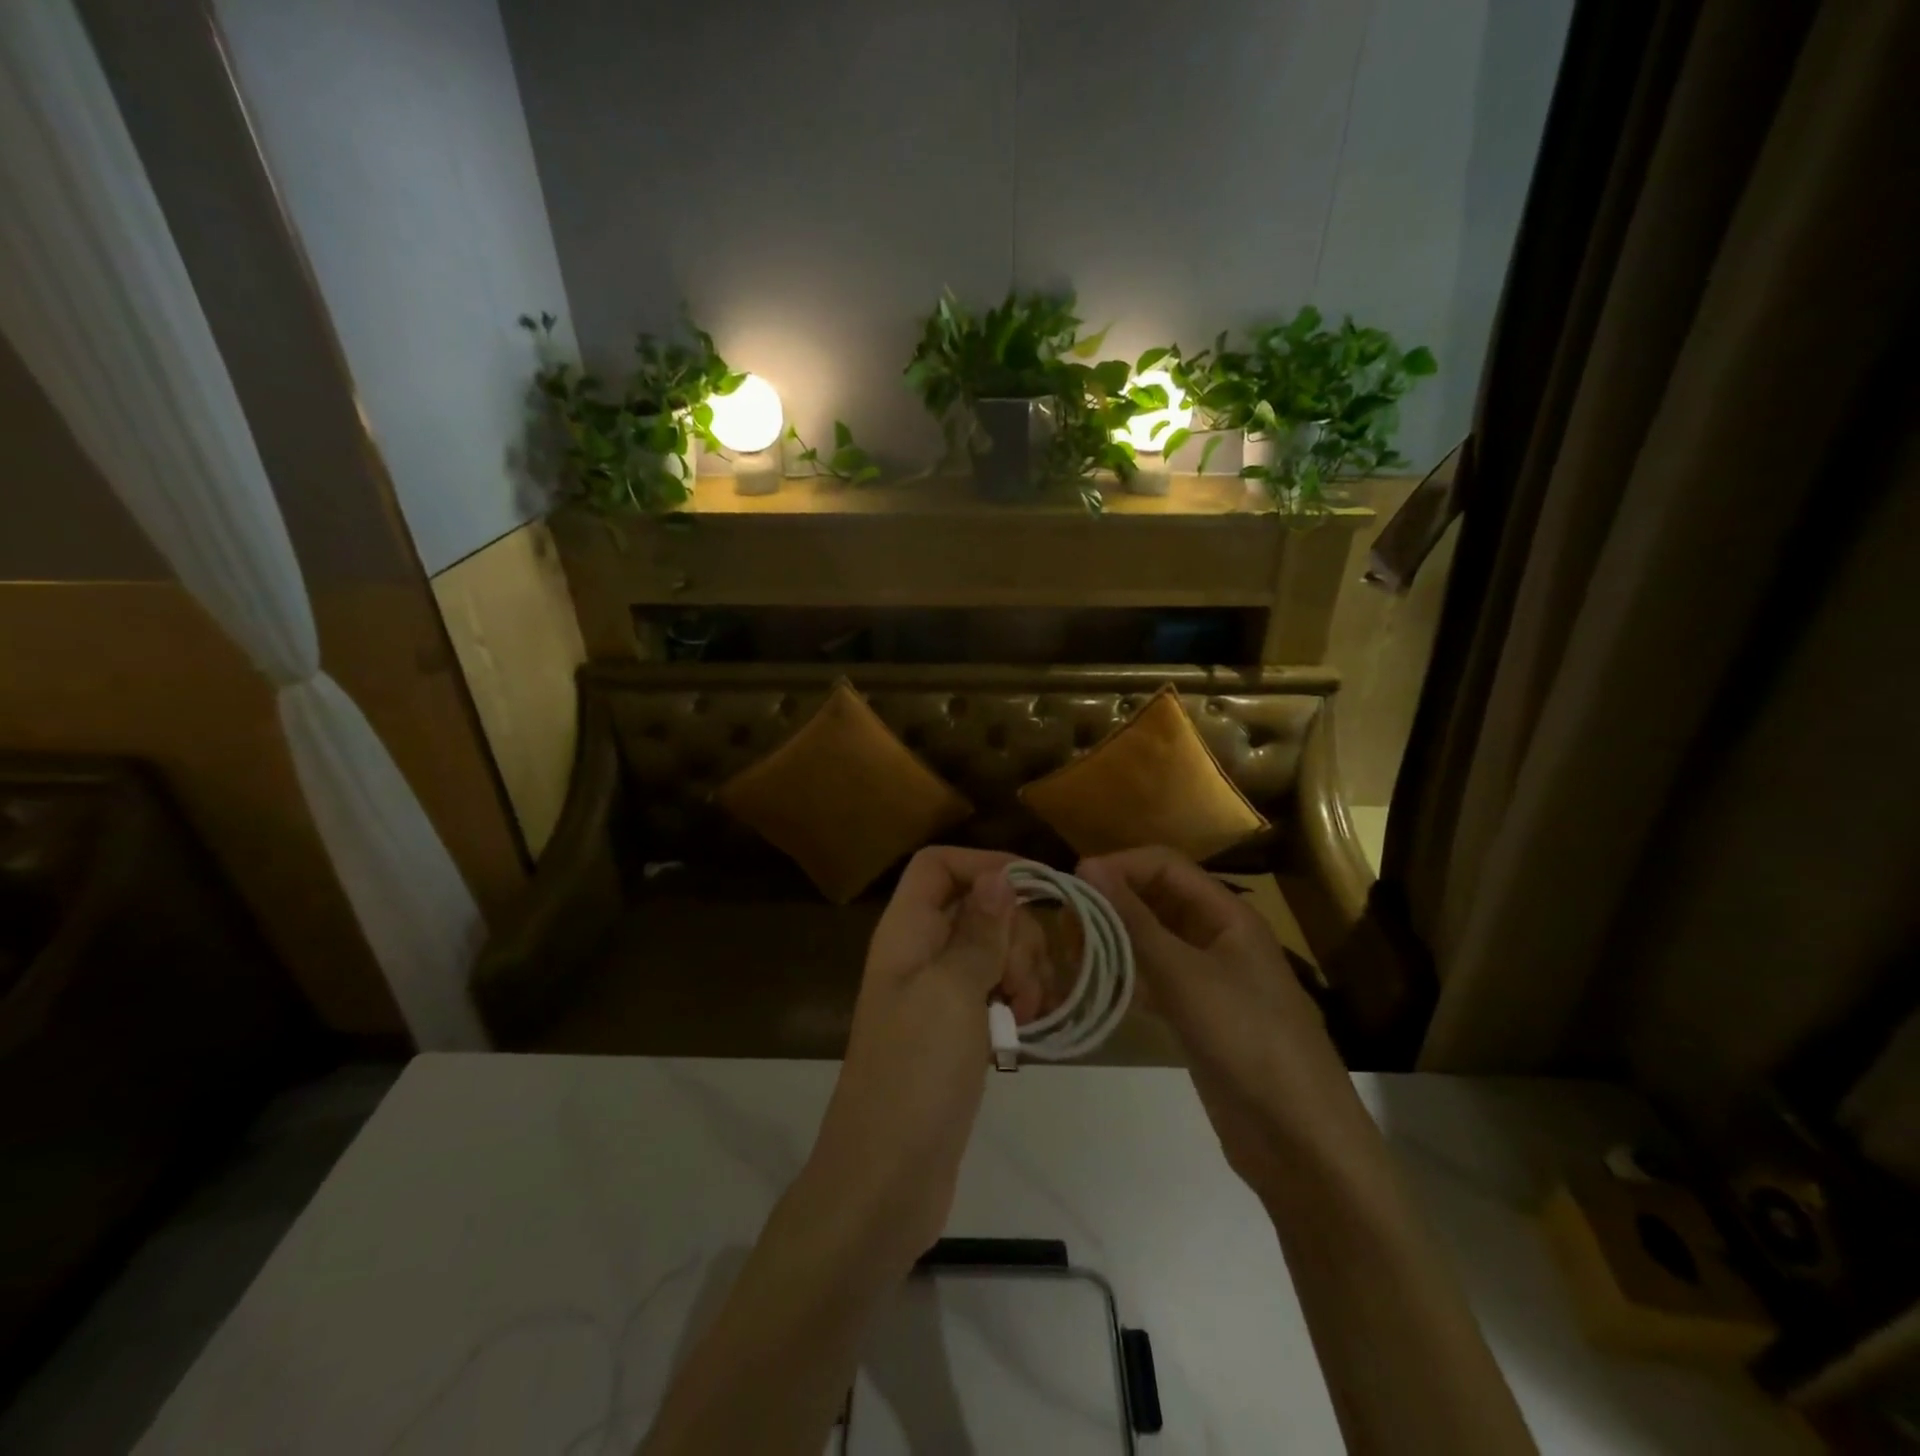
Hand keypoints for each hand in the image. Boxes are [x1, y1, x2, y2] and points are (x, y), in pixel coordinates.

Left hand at [807, 848, 1046, 1257]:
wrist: (886, 1180)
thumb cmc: (915, 1075)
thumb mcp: (951, 992)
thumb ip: (978, 931)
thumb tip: (999, 875)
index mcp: (905, 932)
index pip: (939, 866)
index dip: (985, 866)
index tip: (1038, 891)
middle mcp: (919, 954)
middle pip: (977, 907)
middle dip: (1015, 932)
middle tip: (1024, 981)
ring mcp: (937, 996)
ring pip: (992, 951)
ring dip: (1023, 970)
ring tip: (1028, 1013)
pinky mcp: (955, 1033)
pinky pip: (994, 993)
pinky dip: (1017, 1000)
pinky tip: (1029, 1028)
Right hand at [1077, 847, 1354, 1197]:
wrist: (1298, 1139)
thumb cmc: (1246, 1039)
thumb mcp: (1186, 975)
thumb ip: (1135, 921)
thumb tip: (1090, 867)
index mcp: (1227, 915)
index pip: (1165, 866)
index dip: (1121, 866)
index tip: (1074, 883)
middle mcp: (1217, 937)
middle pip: (1158, 899)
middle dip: (1113, 902)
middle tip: (1066, 922)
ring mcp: (1208, 978)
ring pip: (1153, 940)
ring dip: (1114, 938)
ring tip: (1071, 950)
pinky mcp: (1197, 1015)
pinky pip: (1155, 978)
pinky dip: (1125, 974)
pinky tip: (1096, 985)